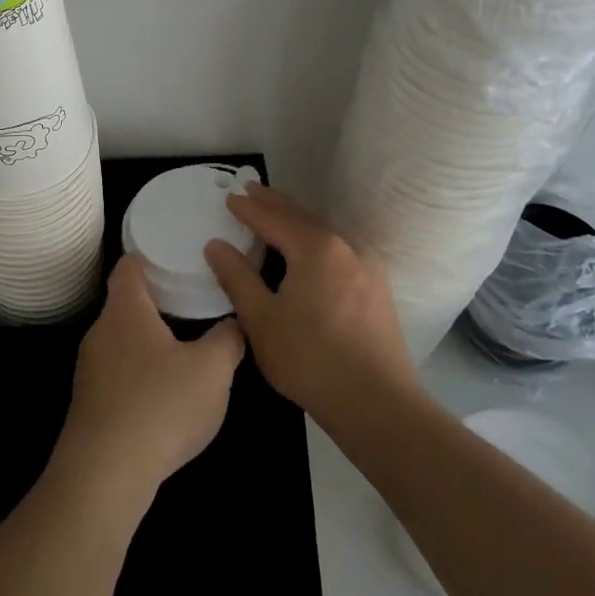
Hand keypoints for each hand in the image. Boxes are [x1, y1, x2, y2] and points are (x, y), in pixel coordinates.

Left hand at [53, 257, 244, 504]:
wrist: (104, 474)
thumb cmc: (160, 406)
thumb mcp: (212, 370)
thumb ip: (228, 340)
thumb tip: (235, 323)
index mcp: (125, 310)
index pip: (129, 266)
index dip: (149, 257)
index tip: (173, 256)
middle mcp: (100, 331)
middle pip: (125, 303)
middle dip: (155, 301)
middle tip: (189, 301)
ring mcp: (89, 369)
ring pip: (121, 340)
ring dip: (147, 340)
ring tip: (181, 347)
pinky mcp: (89, 404)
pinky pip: (117, 373)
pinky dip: (138, 373)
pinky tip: (161, 394)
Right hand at [204, 184, 420, 425]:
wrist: (378, 405)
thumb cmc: (310, 359)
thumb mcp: (261, 319)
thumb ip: (237, 277)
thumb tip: (216, 245)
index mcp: (315, 249)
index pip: (274, 219)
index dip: (249, 209)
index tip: (229, 198)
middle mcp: (345, 247)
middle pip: (303, 217)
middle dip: (275, 203)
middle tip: (252, 190)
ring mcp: (367, 268)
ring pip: (324, 232)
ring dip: (297, 220)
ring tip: (277, 214)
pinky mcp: (378, 290)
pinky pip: (339, 250)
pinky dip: (316, 240)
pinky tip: (311, 251)